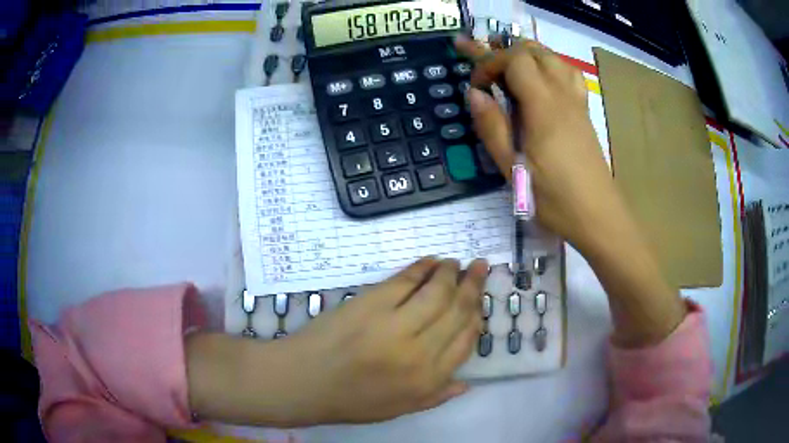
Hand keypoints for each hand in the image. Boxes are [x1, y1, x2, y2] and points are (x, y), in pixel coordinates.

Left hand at [266, 257, 486, 424]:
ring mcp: (395, 324)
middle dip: (473, 286)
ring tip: (457, 262)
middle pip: (457, 311)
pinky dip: (422, 267)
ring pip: (437, 291)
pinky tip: (431, 261)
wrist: (304, 382)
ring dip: (452, 272)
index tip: (477, 303)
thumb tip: (468, 382)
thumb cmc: (351, 400)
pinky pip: (405, 279)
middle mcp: (419, 351)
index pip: (465, 341)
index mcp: (428, 380)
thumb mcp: (399, 408)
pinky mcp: (371, 302)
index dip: (476, 317)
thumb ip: (436, 396)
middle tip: (481, 267)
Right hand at [456, 36, 618, 251]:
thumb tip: (474, 94)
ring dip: (530, 55)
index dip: (490, 63)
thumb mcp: (513, 170)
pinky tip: (543, 81)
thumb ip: (492, 127)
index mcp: (543, 107)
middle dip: (507, 52)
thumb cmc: (553, 199)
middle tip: (487, 67)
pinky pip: (569, 74)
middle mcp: (562, 96)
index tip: (477, 86)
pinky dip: (551, 66)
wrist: (598, 217)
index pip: (515, 61)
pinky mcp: (584, 114)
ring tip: (511, 66)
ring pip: (554, 58)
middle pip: (535, 52)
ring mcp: (577, 103)